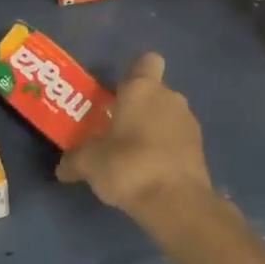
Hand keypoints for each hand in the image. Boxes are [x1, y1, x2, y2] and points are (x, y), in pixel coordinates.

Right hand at [57, 52, 211, 220]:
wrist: (175, 202)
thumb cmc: (127, 166)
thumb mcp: (89, 163)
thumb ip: (74, 160)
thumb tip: (63, 168)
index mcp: (142, 89)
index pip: (147, 61)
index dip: (134, 73)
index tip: (117, 95)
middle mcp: (170, 97)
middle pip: (154, 92)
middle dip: (138, 108)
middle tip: (116, 131)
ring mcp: (189, 122)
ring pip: (168, 116)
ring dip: (154, 130)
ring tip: (133, 157)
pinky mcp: (201, 149)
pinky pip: (178, 140)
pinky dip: (167, 150)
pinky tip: (151, 172)